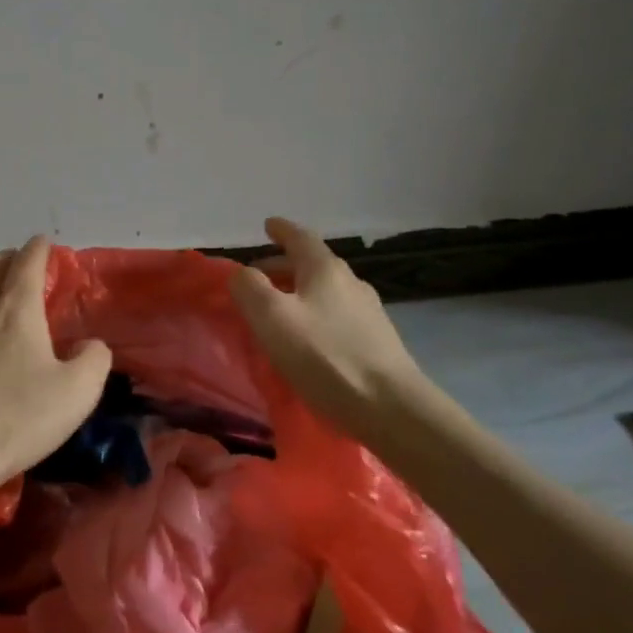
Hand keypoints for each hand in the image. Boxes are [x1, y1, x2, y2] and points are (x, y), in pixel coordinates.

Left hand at [0, 235, 112, 512]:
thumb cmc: (15, 418)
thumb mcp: (77, 393)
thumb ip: (94, 360)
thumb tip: (90, 345)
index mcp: (15, 306)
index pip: (28, 259)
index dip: (40, 247)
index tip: (47, 245)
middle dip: (9, 258)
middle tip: (26, 272)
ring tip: (0, 298)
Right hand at [229, 217, 423, 433]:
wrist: (390, 408)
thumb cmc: (325, 356)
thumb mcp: (272, 318)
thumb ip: (249, 288)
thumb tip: (242, 273)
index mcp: (326, 270)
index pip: (301, 238)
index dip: (282, 230)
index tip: (268, 225)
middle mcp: (351, 283)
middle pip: (313, 264)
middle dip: (283, 265)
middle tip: (258, 276)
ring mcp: (369, 313)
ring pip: (326, 291)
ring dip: (300, 292)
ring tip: (279, 309)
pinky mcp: (377, 342)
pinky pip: (337, 316)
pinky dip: (315, 314)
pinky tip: (308, 337)